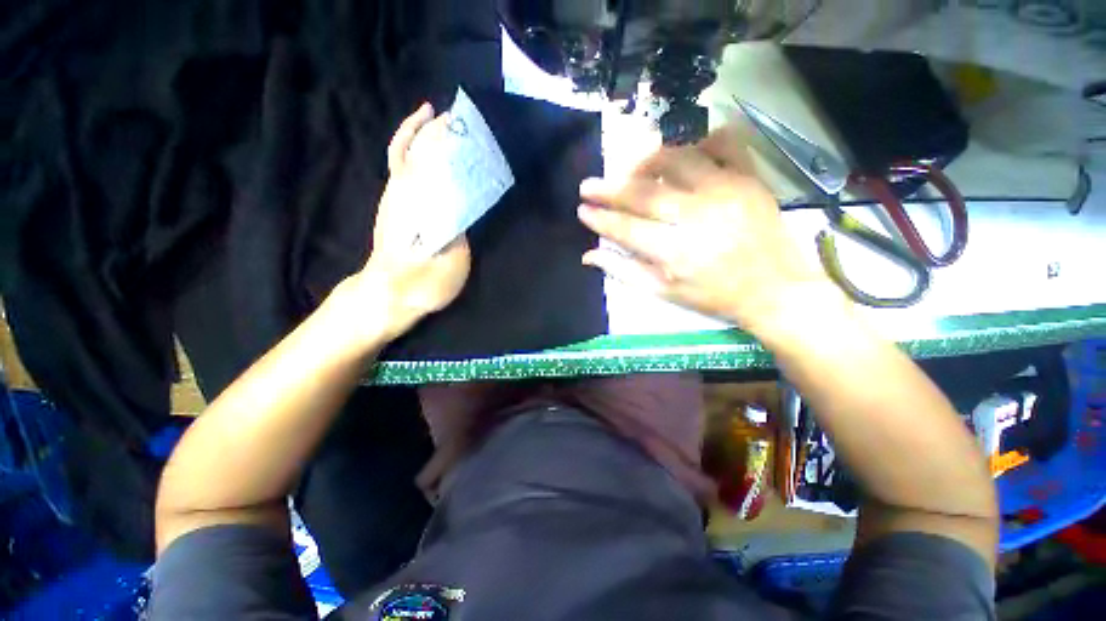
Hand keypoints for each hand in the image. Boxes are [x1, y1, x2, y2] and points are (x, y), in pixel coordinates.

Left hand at [348, 103, 470, 340]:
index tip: (455, 123)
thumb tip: (462, 210)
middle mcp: (400, 195)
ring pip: (403, 159)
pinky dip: (411, 159)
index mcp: (416, 204)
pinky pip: (401, 175)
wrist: (388, 297)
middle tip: (455, 121)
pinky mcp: (392, 211)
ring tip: (445, 131)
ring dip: (421, 140)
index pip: (425, 160)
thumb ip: (460, 230)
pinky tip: (430, 160)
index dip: (437, 138)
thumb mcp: (453, 260)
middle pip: (411, 152)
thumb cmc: (421, 283)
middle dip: (431, 132)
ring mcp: (393, 201)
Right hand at [577, 126, 837, 333]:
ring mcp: (727, 192)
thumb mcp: (665, 292)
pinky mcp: (749, 179)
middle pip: (645, 193)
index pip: (627, 228)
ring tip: (631, 169)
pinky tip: (684, 153)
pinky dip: (700, 141)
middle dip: (611, 188)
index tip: (582, 209)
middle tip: (588, 185)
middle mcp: (698, 217)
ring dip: (647, 162)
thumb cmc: (714, 296)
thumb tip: (588, 255)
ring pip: (677, 160)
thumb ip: (625, 272)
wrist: (775, 289)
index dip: (601, 218)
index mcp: (677, 252)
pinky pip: (724, 144)